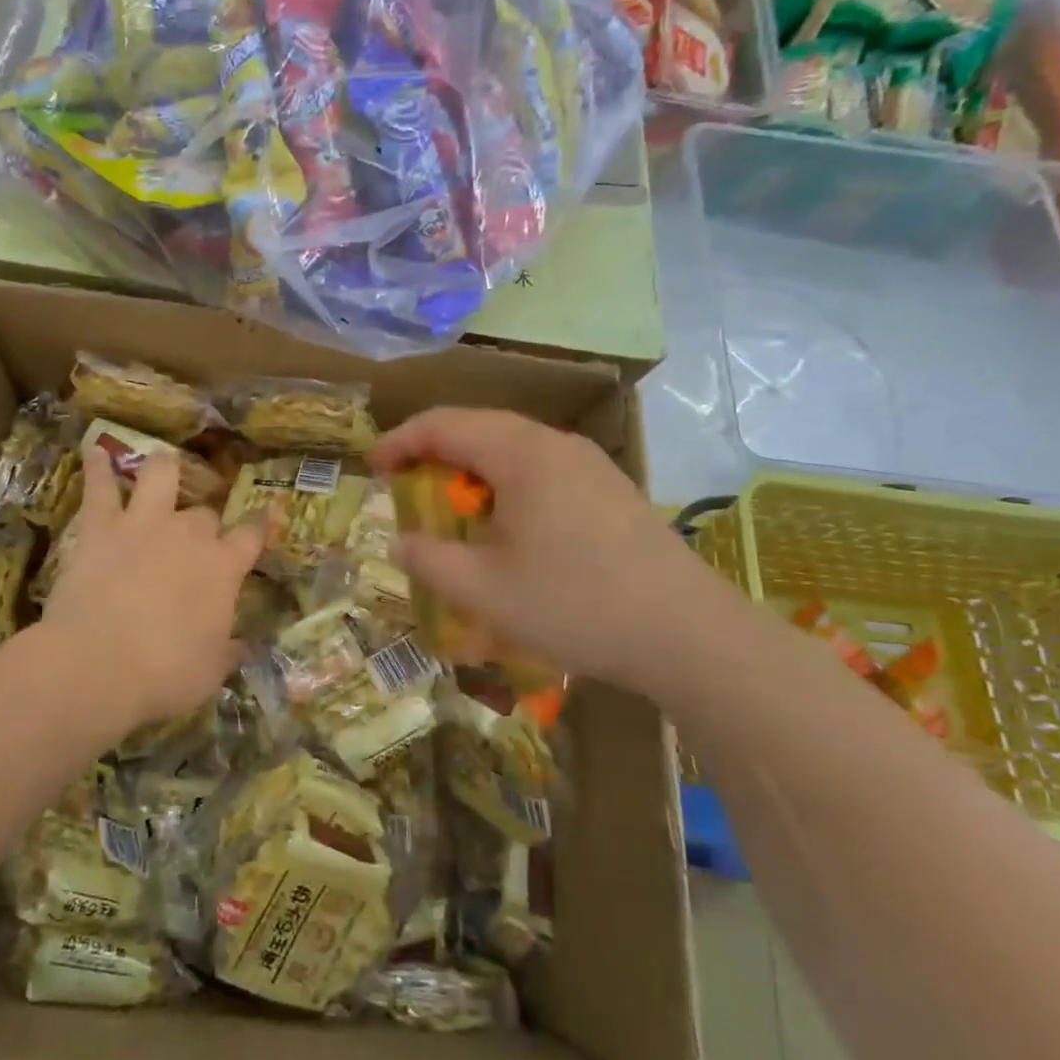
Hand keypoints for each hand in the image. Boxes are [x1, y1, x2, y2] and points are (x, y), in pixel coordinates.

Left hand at [41, 446, 264, 728]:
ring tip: (162, 464)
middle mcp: (189, 534)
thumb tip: (241, 645)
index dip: (259, 526)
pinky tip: (96, 451)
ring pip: (160, 475)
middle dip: (204, 523)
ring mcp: (144, 523)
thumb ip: (228, 651)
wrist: (98, 665)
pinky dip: (98, 467)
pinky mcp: (101, 526)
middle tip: (195, 538)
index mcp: (222, 567)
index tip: (263, 518)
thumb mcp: (210, 672)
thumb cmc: (164, 674)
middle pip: (204, 514)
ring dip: (164, 469)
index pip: (251, 535)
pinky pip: (100, 487)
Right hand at [371, 408, 740, 690]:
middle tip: (404, 486)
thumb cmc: (575, 605)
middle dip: (433, 452)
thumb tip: (398, 542)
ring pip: (512, 448)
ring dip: (471, 469)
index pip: (444, 424)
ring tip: (451, 508)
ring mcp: (590, 464)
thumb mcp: (484, 591)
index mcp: (520, 454)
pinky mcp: (610, 489)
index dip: (400, 441)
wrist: (688, 634)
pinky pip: (541, 469)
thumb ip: (428, 561)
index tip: (371, 468)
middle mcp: (555, 444)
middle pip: (479, 428)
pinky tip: (507, 527)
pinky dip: (505, 485)